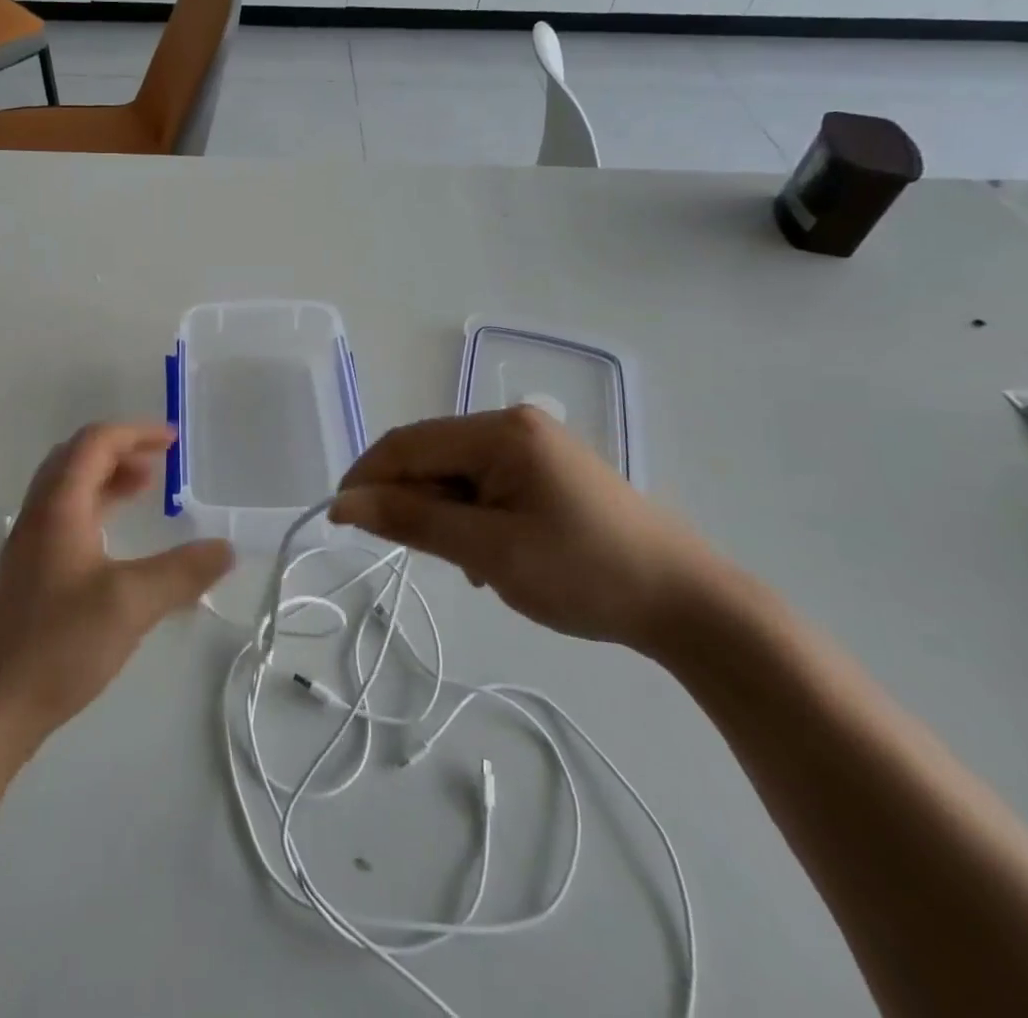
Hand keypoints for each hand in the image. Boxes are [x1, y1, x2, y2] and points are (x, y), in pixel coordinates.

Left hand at [0, 423, 233, 746]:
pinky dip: (97, 509)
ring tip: (146, 490)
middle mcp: (39, 515)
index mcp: (58, 506)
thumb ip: (182, 572)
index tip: (173, 441)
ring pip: (69, 489)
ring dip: (107, 479)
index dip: (135, 432)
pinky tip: (117, 541)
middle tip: (160, 462)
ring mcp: (29, 545)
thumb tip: (226, 548)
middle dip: (120, 450)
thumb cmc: (58, 644)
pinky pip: (66, 518)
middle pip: (76, 458)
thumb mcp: (131, 603)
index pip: (94, 443)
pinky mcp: (28, 574)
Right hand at [329, 407, 719, 650]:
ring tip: (469, 565)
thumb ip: (413, 520)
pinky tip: (490, 555)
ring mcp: (530, 445)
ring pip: (453, 473)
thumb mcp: (489, 550)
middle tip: (424, 556)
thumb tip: (343, 502)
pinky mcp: (543, 469)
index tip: (339, 522)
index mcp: (499, 431)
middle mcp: (511, 424)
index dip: (366, 478)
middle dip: (411, 502)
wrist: (688, 603)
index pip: (407, 444)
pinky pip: (482, 484)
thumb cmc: (584, 574)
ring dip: (442, 515)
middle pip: (429, 455)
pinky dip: (469, 516)